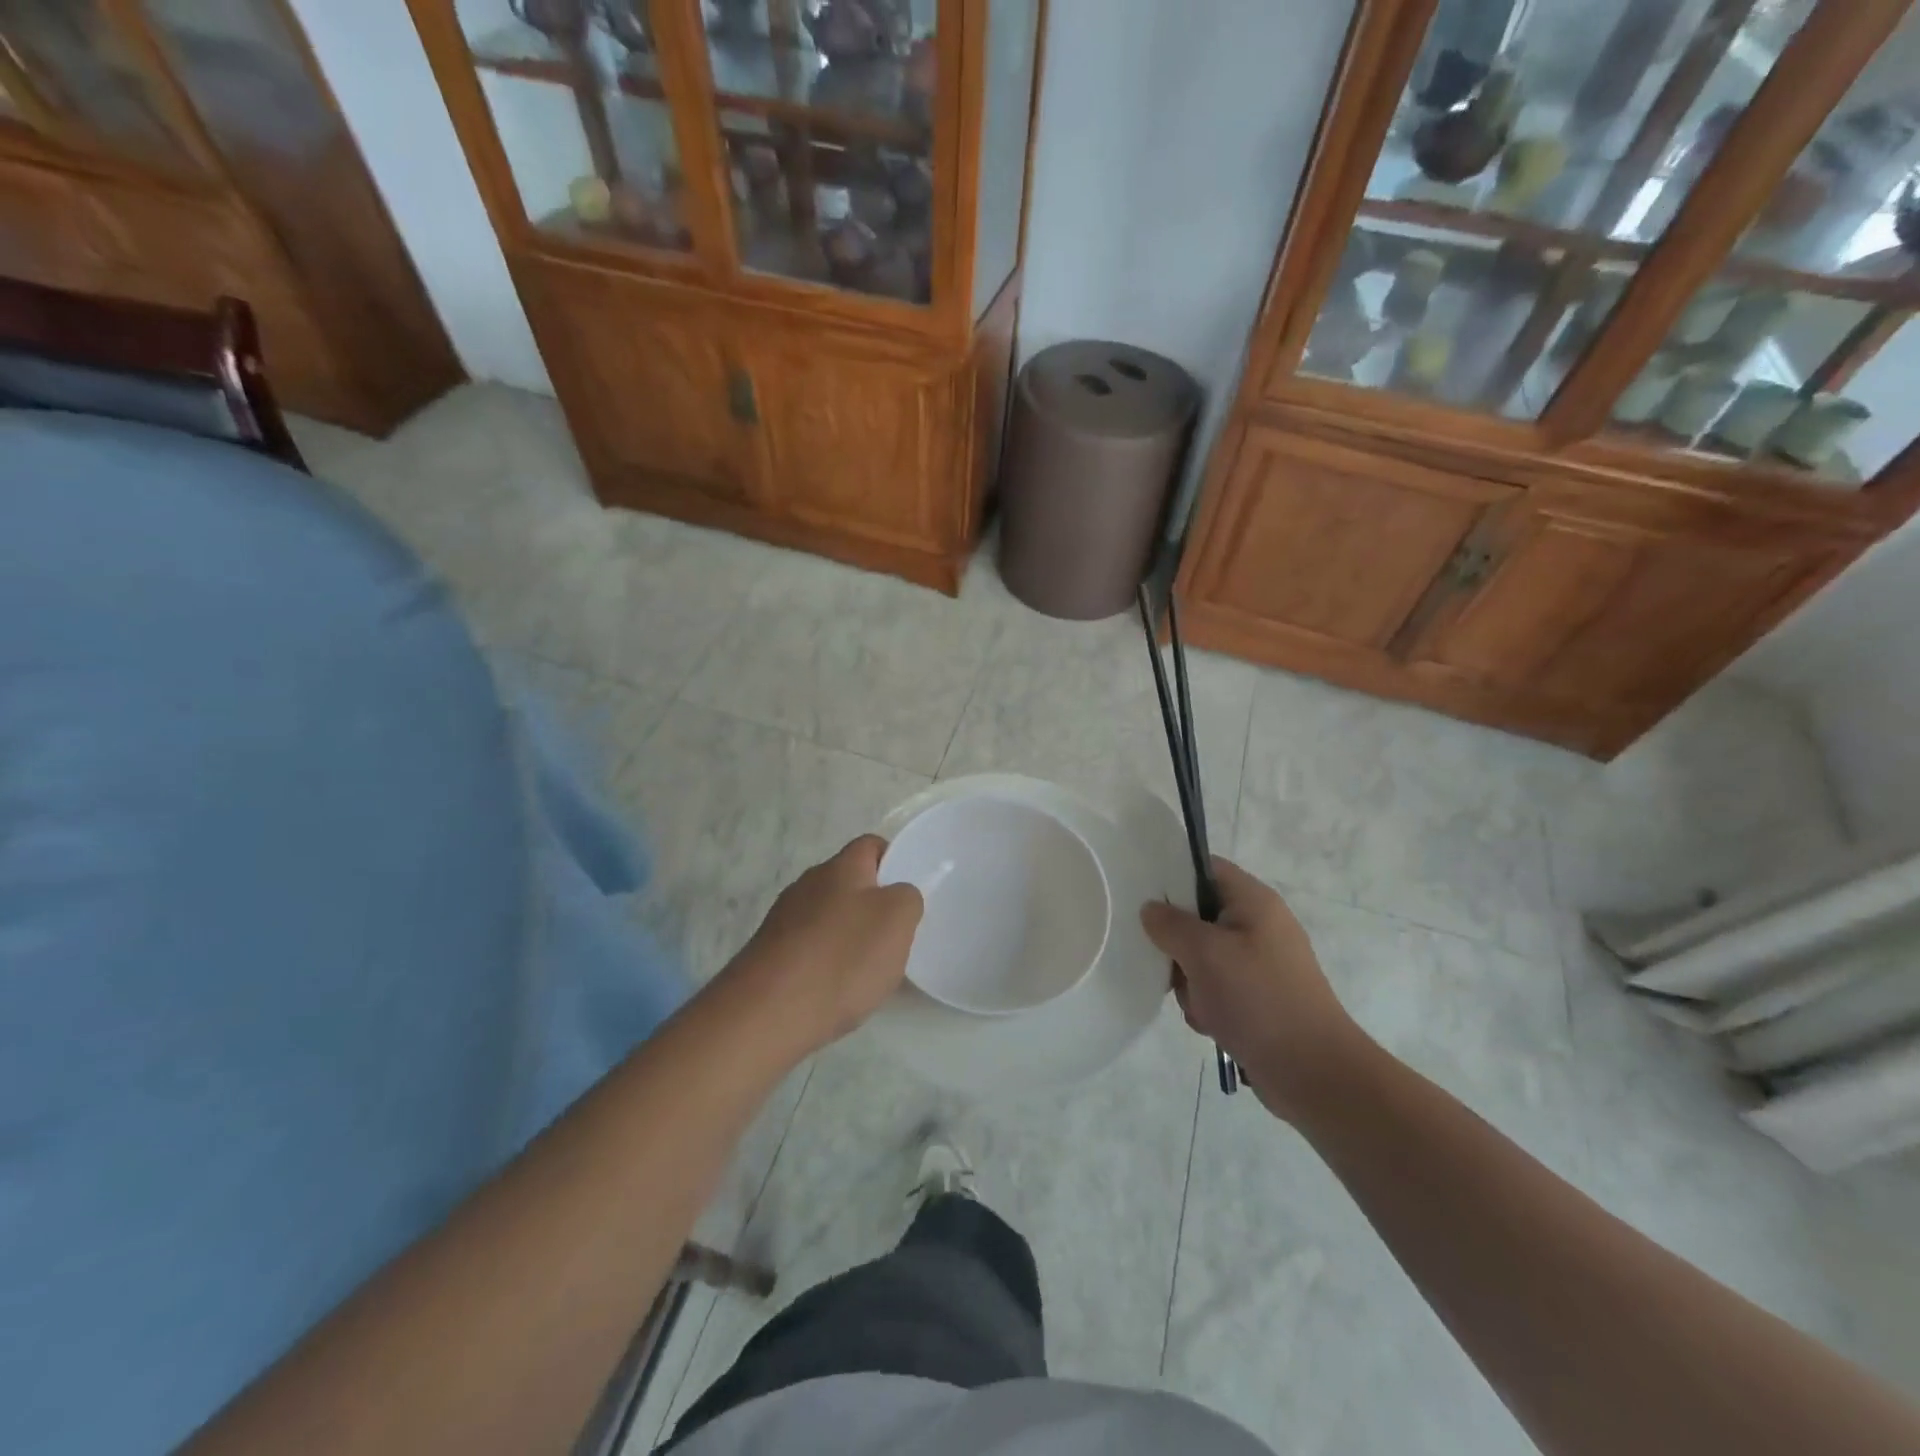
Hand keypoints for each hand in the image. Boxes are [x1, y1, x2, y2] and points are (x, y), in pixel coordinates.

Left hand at [729, 835, 923, 1055]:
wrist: (767, 1013)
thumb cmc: (842, 958)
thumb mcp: (898, 920)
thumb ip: (907, 898)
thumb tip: (896, 896)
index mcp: (841, 867)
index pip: (871, 846)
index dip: (894, 863)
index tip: (909, 895)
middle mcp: (808, 883)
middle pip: (849, 884)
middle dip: (873, 907)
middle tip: (894, 938)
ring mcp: (783, 919)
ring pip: (828, 917)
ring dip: (848, 937)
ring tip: (865, 972)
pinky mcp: (769, 953)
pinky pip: (809, 948)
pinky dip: (825, 964)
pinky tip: (834, 991)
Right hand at [1141, 857, 1369, 1121]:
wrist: (1313, 1073)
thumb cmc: (1258, 999)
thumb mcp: (1203, 952)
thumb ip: (1170, 924)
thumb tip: (1151, 909)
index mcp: (1253, 901)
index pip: (1204, 868)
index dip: (1171, 875)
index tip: (1140, 896)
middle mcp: (1258, 925)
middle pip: (1198, 916)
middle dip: (1177, 943)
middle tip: (1170, 963)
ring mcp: (1260, 964)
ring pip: (1201, 957)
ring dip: (1190, 981)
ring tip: (1199, 1003)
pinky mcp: (1258, 997)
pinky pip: (1216, 988)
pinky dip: (1207, 1004)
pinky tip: (1211, 1024)